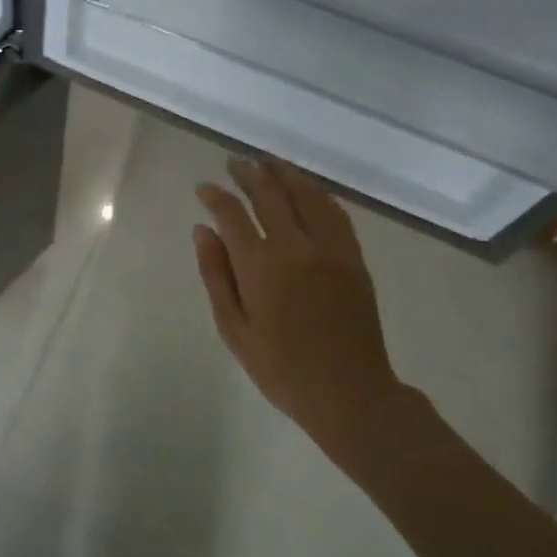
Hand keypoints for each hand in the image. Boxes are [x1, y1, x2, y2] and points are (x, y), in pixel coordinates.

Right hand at [194, 158, 404, 461]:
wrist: (350, 393)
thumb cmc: (281, 369)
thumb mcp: (234, 329)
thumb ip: (216, 275)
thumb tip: (202, 230)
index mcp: (261, 266)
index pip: (232, 214)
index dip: (215, 195)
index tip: (204, 187)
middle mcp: (296, 246)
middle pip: (269, 193)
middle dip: (248, 173)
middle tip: (234, 163)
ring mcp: (330, 248)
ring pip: (305, 194)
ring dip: (283, 173)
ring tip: (267, 163)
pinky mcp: (353, 256)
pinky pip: (335, 212)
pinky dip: (317, 193)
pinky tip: (306, 188)